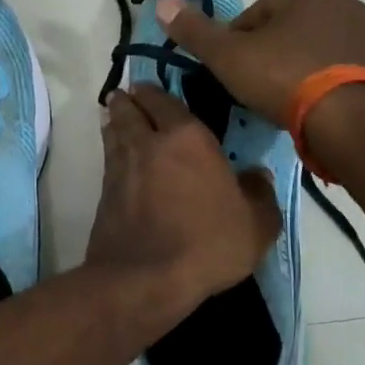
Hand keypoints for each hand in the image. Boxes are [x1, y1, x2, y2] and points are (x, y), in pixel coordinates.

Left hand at [85, 85, 281, 316]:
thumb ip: (259, 194)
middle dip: (129, 100)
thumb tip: (257, 175)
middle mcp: (150, 143)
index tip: (148, 86)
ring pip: (114, 131)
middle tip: (128, 94)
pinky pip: (108, 159)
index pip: (166, 102)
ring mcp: (122, 167)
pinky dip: (110, 149)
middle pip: (131, 110)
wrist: (146, 278)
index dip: (156, 92)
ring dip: (115, 120)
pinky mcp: (105, 193)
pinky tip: (116, 156)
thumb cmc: (207, 244)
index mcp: (188, 138)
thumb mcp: (256, 224)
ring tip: (116, 116)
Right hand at [154, 0, 364, 127]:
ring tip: (274, 101)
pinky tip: (299, 107)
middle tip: (251, 87)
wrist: (345, 122)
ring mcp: (363, 33)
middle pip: (280, 29)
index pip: (254, 14)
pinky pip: (327, 69)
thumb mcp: (228, 54)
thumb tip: (161, 4)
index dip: (236, 45)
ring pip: (303, 49)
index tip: (234, 71)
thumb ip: (194, 30)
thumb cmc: (284, 75)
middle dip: (263, 55)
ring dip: (286, 70)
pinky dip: (310, 83)